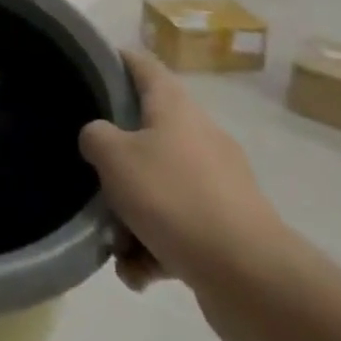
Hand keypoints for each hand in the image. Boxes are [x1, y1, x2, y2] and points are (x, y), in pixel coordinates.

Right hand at [80, 51, 296, 340]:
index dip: (115, 60)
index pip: (143, 66)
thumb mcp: (112, 155)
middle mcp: (200, 139)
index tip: (87, 67)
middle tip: (88, 169)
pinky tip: (138, 273)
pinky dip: (155, 248)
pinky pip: (178, 229)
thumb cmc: (174, 198)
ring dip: (131, 213)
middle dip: (115, 157)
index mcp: (176, 108)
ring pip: (159, 186)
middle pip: (147, 132)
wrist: (252, 280)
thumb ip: (95, 136)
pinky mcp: (228, 231)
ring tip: (114, 242)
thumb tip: (101, 139)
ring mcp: (218, 186)